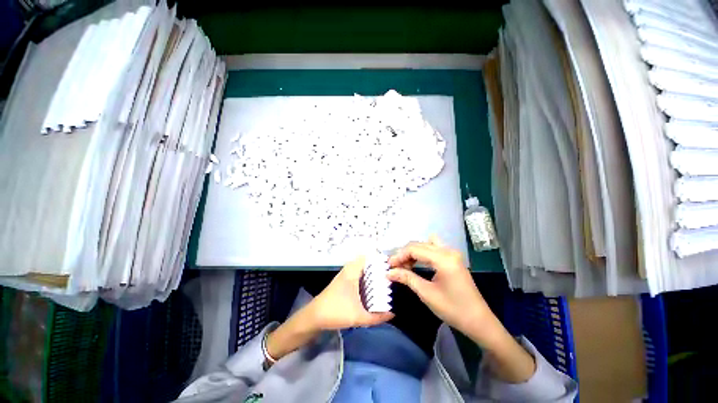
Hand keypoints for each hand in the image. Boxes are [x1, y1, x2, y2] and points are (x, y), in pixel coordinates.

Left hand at [266, 257, 392, 362]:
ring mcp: (345, 275)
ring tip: (385, 280)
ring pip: (362, 268)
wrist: (314, 317)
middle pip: (366, 262)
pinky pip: (358, 274)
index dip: (379, 258)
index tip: (391, 265)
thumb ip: (377, 317)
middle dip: (378, 267)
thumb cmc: (336, 312)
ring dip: (372, 272)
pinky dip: (366, 277)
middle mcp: (349, 270)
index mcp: (352, 271)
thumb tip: (392, 314)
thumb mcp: (358, 317)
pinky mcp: (343, 281)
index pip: (368, 257)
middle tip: (390, 274)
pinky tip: (372, 288)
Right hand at [387, 237, 535, 382]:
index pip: (414, 249)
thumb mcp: (427, 293)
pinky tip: (416, 264)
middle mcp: (448, 251)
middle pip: (419, 244)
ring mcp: (452, 254)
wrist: (479, 322)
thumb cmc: (453, 309)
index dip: (399, 255)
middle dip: (405, 253)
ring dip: (414, 252)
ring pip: (426, 244)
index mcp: (443, 258)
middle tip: (394, 266)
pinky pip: (433, 249)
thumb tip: (389, 272)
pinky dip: (422, 254)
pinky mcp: (453, 259)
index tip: (389, 265)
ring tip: (404, 265)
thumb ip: (407, 278)